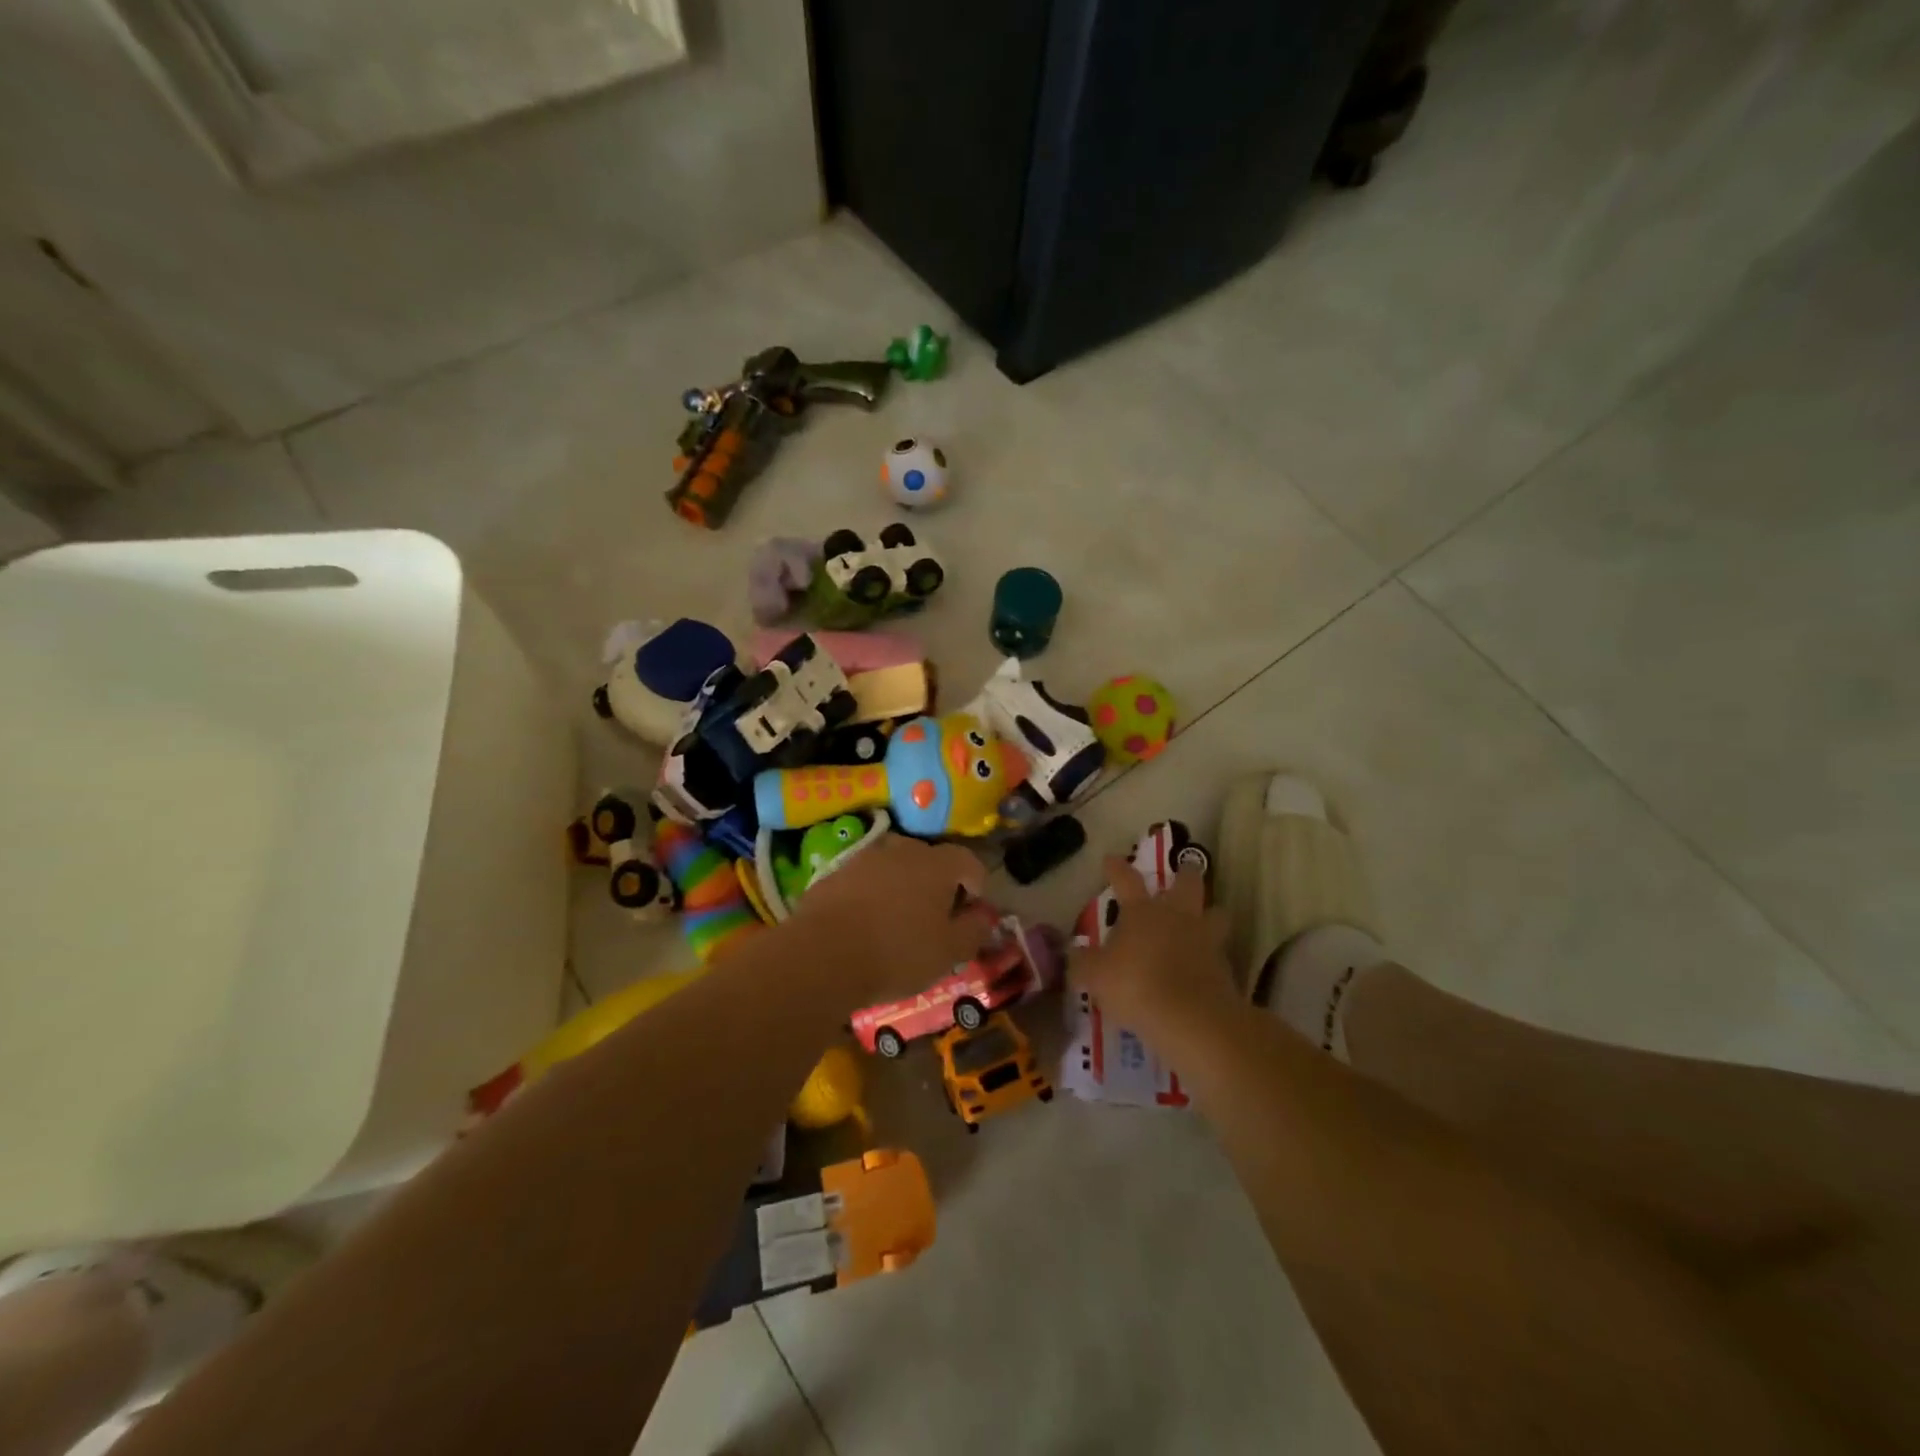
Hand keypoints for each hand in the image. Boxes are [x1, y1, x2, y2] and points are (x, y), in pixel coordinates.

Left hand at [793, 834, 995, 1003]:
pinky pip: (864, 879)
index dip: (976, 883)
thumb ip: (974, 929)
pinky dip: (871, 894)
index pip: (968, 860)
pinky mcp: (834, 873)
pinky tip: (865, 923)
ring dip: (902, 886)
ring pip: (894, 866)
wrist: (823, 954)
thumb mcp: (949, 951)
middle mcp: (902, 850)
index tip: (972, 909)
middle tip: (936, 915)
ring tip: (898, 919)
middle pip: (929, 859)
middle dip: (937, 882)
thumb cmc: (898, 952)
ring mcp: (864, 858)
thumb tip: (984, 914)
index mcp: (937, 864)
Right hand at [1072, 856, 1233, 1033]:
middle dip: (1185, 874)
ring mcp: (1206, 939)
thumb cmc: (1135, 986)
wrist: (1191, 1018)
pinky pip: (1220, 952)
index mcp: (1142, 911)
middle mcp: (1177, 916)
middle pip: (1188, 883)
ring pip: (1216, 913)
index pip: (1126, 879)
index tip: (1111, 859)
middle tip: (1184, 870)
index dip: (1116, 868)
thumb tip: (1072, 952)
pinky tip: (1205, 966)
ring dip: (1210, 914)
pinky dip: (1214, 956)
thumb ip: (1082, 962)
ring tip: (1206, 919)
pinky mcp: (1225, 967)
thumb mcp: (1095, 976)